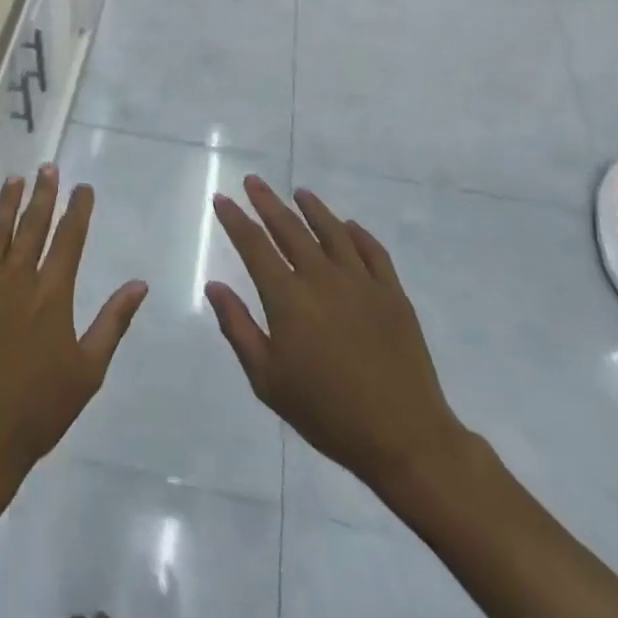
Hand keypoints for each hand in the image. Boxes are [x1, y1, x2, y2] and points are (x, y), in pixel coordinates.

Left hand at [0, 167, 147, 499]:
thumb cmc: (39, 408)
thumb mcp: (88, 369)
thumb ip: (113, 321)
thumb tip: (139, 284)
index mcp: (52, 293)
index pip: (69, 238)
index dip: (78, 209)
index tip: (83, 187)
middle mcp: (16, 279)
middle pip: (32, 225)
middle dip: (43, 194)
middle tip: (48, 168)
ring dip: (6, 204)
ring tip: (15, 180)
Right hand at [206, 176, 470, 508]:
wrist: (403, 437)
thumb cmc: (326, 413)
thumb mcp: (267, 379)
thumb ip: (238, 327)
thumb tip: (214, 286)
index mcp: (288, 298)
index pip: (254, 246)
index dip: (235, 219)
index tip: (222, 199)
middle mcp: (322, 278)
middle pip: (289, 228)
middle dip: (267, 202)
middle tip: (253, 181)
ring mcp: (361, 282)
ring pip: (332, 231)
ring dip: (313, 208)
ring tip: (299, 193)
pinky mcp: (392, 293)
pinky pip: (372, 251)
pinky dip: (357, 233)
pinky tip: (349, 226)